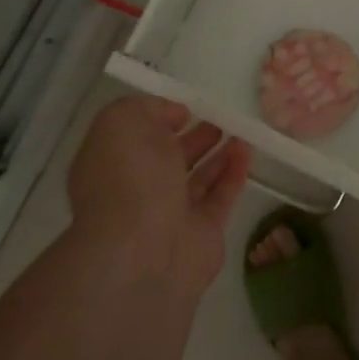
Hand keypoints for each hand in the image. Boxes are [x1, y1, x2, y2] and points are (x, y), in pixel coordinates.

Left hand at [66, 96, 251, 304]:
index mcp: (111, 166)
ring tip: (239, 131)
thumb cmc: (128, 178)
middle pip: (168, 160)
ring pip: (197, 179)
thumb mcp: (123, 121)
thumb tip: (174, 115)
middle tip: (218, 119)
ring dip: (217, 155)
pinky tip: (247, 151)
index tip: (184, 108)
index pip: (135, 139)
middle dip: (191, 138)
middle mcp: (138, 191)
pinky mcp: (203, 232)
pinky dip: (234, 172)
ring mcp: (171, 215)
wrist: (143, 251)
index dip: (157, 120)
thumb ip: (148, 108)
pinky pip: (221, 196)